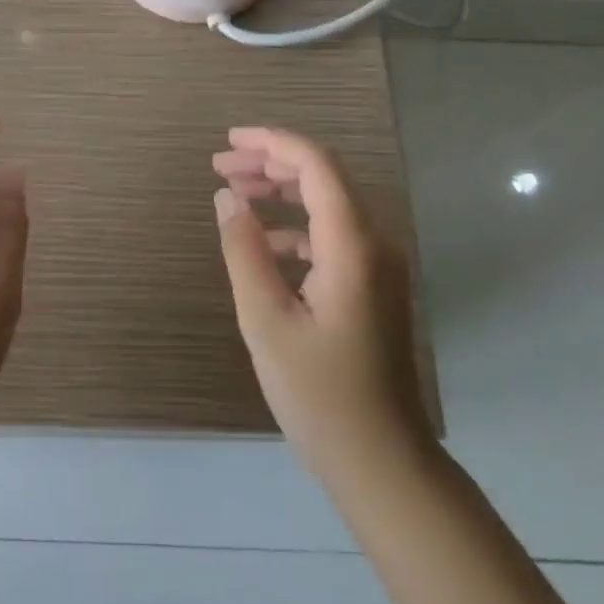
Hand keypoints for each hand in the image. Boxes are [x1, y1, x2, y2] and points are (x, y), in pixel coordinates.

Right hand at [212, 127, 431, 486]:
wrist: (382, 461)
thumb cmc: (319, 394)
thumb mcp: (266, 320)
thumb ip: (243, 250)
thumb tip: (226, 197)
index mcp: (351, 245)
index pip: (316, 165)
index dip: (272, 142)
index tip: (228, 141)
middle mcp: (374, 244)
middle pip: (324, 178)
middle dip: (271, 163)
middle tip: (220, 166)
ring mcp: (379, 266)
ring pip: (329, 205)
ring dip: (283, 192)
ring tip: (235, 194)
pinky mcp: (373, 287)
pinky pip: (333, 236)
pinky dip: (296, 226)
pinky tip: (263, 244)